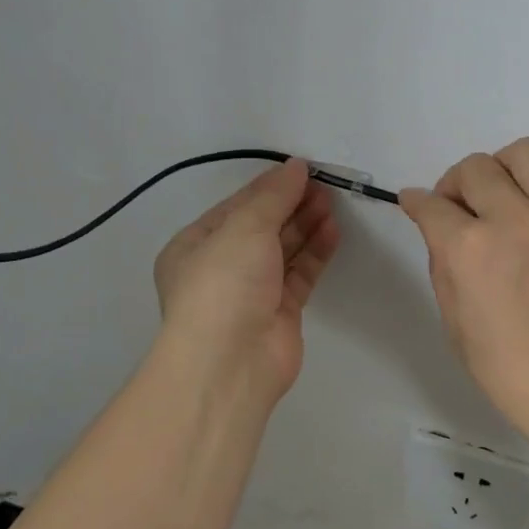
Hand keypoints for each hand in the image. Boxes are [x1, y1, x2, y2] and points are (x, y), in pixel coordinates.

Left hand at [153, 158, 340, 402]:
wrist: (231, 362)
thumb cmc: (224, 284)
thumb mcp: (244, 228)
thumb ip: (273, 196)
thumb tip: (295, 166)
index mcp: (195, 245)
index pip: (236, 207)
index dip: (269, 187)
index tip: (302, 170)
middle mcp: (221, 267)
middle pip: (261, 227)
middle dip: (291, 205)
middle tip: (323, 185)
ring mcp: (251, 292)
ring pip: (283, 251)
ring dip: (305, 226)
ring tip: (332, 203)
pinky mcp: (280, 312)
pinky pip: (300, 274)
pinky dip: (315, 253)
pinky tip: (333, 231)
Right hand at [399, 138, 528, 442]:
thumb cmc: (512, 372)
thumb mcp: (455, 325)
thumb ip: (444, 267)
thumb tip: (439, 230)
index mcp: (469, 250)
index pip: (431, 205)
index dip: (417, 203)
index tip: (417, 204)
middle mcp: (514, 219)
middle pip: (475, 168)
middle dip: (457, 184)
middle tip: (464, 208)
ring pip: (528, 151)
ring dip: (508, 166)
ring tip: (511, 192)